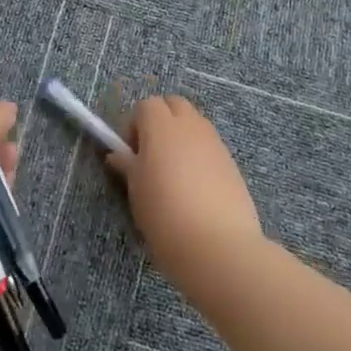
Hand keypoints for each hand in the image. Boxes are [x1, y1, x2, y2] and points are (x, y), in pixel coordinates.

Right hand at [109, 96, 263, 295]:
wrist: (217, 246)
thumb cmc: (165, 215)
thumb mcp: (137, 191)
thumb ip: (128, 166)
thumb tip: (118, 155)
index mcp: (162, 126)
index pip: (146, 105)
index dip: (135, 125)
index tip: (131, 154)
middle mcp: (191, 125)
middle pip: (174, 104)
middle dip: (161, 120)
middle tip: (151, 156)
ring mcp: (215, 142)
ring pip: (194, 123)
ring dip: (181, 137)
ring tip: (174, 174)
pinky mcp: (232, 162)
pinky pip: (210, 145)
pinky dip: (199, 155)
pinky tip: (195, 188)